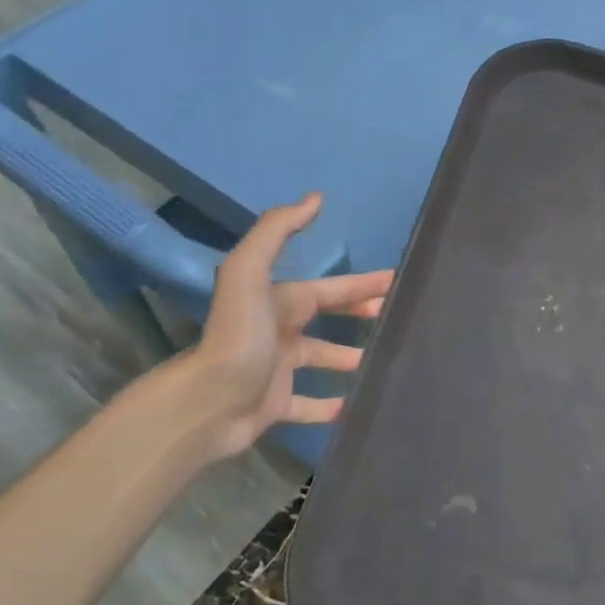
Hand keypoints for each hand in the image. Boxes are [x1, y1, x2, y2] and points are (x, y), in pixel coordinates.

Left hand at [184, 194, 392, 458]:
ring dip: (348, 358)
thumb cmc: (239, 336)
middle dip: (360, 314)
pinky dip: (329, 406)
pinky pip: (307, 404)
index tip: (396, 282)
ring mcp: (277, 370)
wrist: (208, 402)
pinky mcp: (274, 405)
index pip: (329, 289)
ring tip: (380, 360)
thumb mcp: (250, 273)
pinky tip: (353, 405)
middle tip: (395, 317)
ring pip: (321, 359)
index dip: (361, 284)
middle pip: (327, 318)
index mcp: (279, 302)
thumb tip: (314, 198)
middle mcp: (279, 332)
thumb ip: (277, 231)